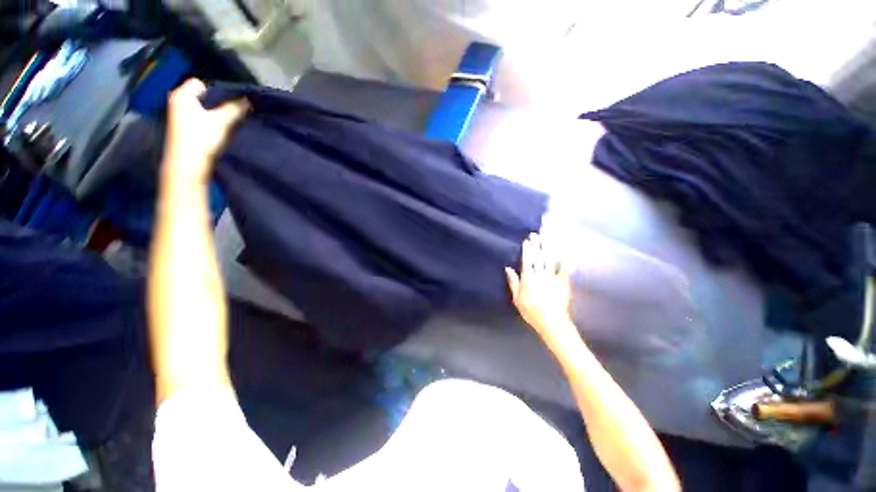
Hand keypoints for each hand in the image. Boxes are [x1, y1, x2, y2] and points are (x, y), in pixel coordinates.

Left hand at [162, 78, 248, 186]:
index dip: (216, 90)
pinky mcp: (183, 127)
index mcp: (182, 94)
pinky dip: (208, 120)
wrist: (188, 163)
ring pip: (201, 107)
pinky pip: (198, 116)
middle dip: (216, 102)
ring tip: (226, 120)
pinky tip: (217, 129)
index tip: (229, 102)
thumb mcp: (222, 121)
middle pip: (201, 95)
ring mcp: (178, 114)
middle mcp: (177, 101)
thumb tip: (249, 99)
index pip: (201, 83)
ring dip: (213, 112)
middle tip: (230, 111)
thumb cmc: (201, 137)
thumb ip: (236, 108)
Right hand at [506, 233, 575, 343]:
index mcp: (528, 278)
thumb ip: (513, 282)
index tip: (526, 240)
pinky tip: (566, 252)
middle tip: (535, 234)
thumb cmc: (531, 311)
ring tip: (547, 237)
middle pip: (538, 257)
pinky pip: (565, 269)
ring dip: (548, 247)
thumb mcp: (517, 298)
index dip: (527, 250)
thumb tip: (508, 268)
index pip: (527, 260)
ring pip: (550, 259)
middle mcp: (540, 274)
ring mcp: (553, 277)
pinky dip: (566, 260)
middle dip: (537, 244)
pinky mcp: (564, 282)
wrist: (551, 321)